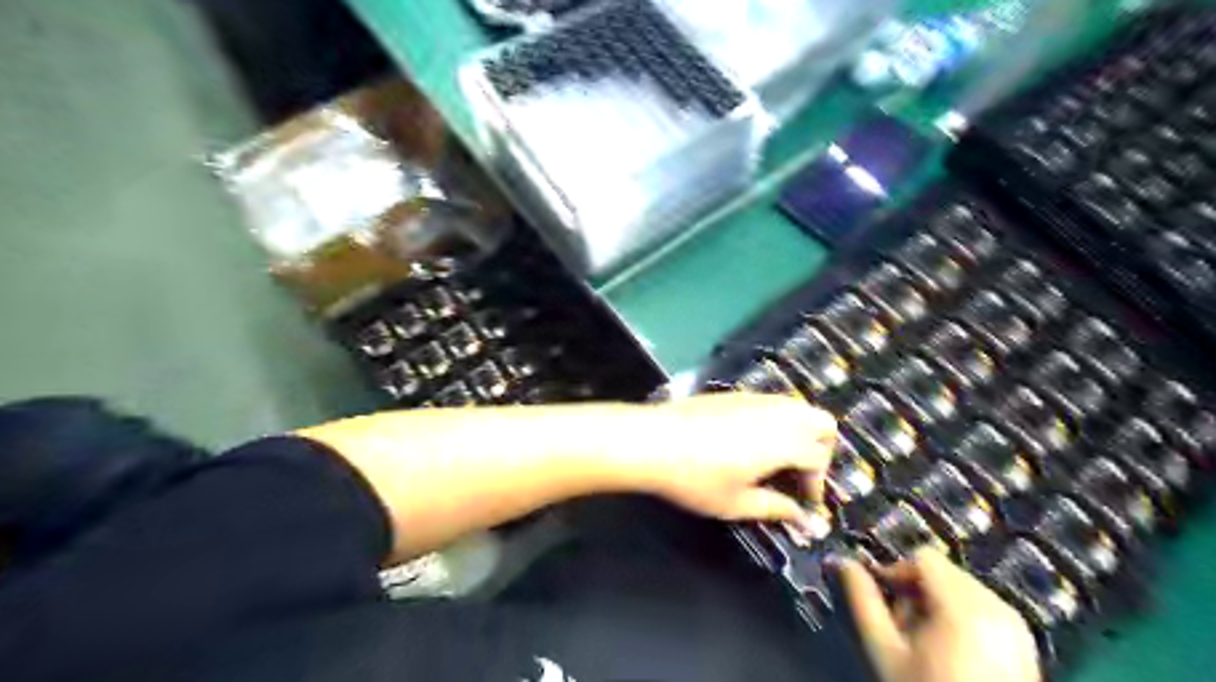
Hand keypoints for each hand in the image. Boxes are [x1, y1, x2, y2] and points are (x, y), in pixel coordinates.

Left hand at [625, 392, 836, 524]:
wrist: (653, 440)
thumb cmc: (696, 478)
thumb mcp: (737, 502)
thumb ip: (776, 508)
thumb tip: (804, 520)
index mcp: (784, 441)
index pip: (819, 459)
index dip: (816, 485)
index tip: (802, 504)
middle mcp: (777, 413)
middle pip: (821, 422)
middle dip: (821, 449)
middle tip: (798, 475)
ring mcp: (755, 399)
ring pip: (796, 408)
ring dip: (799, 433)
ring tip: (776, 461)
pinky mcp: (734, 394)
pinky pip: (770, 403)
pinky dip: (776, 421)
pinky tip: (750, 442)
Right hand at [848, 545, 1034, 680]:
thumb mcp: (885, 651)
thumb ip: (863, 601)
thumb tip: (842, 561)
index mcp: (964, 606)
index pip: (923, 557)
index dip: (896, 571)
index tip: (883, 598)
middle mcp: (997, 606)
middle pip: (943, 570)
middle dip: (916, 589)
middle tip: (902, 626)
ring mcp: (1016, 624)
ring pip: (962, 586)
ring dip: (936, 602)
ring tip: (924, 640)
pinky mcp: (1024, 641)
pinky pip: (983, 606)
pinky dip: (960, 615)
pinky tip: (950, 650)